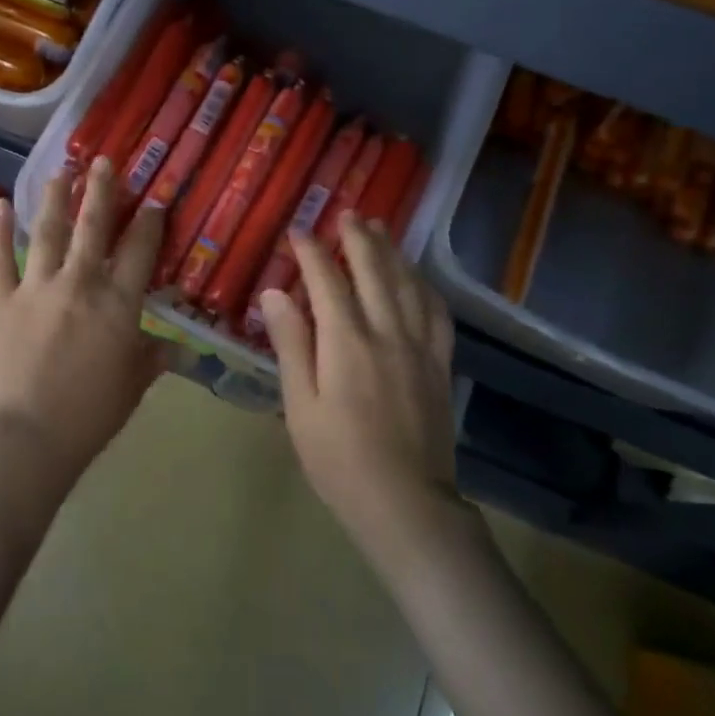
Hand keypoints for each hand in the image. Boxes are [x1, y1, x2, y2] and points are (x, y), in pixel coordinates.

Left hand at [0, 157, 169, 483]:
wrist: (26, 439)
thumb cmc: (88, 416)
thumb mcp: (133, 387)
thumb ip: (153, 359)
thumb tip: (176, 347)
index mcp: (118, 304)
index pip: (140, 251)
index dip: (149, 223)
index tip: (154, 201)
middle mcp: (79, 283)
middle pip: (93, 227)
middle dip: (102, 191)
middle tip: (105, 162)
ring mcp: (35, 288)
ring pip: (48, 232)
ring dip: (55, 198)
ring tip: (61, 171)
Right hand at [259, 213, 459, 541]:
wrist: (405, 502)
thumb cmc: (338, 458)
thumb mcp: (300, 405)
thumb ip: (291, 345)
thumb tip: (274, 294)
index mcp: (346, 342)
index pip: (327, 281)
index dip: (311, 252)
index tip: (298, 231)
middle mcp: (386, 332)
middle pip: (374, 271)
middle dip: (357, 239)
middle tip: (346, 213)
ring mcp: (419, 346)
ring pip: (407, 284)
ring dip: (392, 252)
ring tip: (379, 229)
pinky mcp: (440, 364)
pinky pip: (435, 312)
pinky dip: (423, 285)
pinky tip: (416, 278)